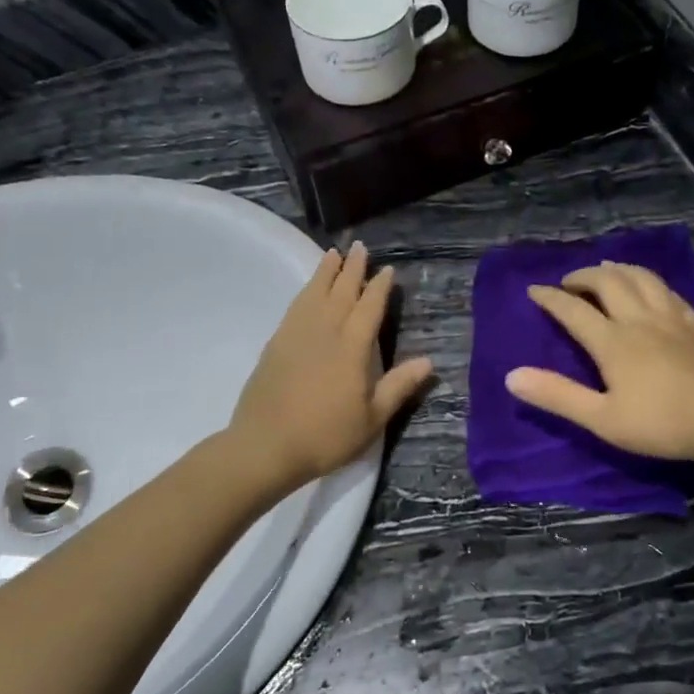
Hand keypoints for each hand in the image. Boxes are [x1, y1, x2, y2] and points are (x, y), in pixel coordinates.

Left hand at [229, 242, 434, 492]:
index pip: (369, 308)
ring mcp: (296, 335)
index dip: (379, 287)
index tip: (386, 269)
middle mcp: (325, 332)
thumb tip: (428, 361)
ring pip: (314, 293)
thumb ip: (398, 386)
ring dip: (325, 272)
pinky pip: (295, 307)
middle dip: (352, 268)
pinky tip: (307, 291)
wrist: (265, 447)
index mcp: (352, 348)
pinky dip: (305, 292)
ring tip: (332, 254)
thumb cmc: (326, 436)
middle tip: (359, 247)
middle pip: (341, 292)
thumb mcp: (372, 419)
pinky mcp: (276, 344)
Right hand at [506, 261, 693, 464]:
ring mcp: (671, 318)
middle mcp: (639, 319)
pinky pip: (667, 290)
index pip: (573, 310)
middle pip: (608, 281)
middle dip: (583, 276)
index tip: (534, 290)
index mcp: (612, 341)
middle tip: (569, 282)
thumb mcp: (602, 419)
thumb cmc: (662, 423)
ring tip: (606, 269)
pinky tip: (650, 288)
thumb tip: (512, 376)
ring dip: (617, 269)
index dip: (551, 297)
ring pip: (640, 277)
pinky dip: (649, 281)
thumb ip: (558, 396)